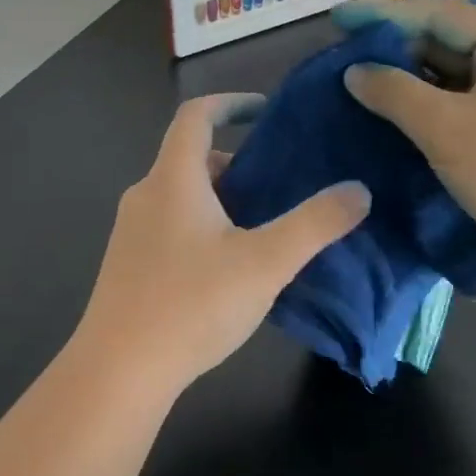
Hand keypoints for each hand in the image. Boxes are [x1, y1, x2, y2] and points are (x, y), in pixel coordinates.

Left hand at [71, 94, 370, 397]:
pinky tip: (228, 268)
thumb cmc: (191, 305)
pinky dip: (203, 225)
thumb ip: (315, 224)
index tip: (264, 111)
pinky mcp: (128, 264)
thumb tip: (358, 190)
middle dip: (237, 163)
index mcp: (173, 179)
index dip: (230, 103)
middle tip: (278, 184)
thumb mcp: (265, 263)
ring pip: (182, 195)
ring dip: (221, 198)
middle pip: (191, 158)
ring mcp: (131, 231)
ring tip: (263, 228)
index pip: (195, 115)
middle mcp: (146, 194)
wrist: (118, 372)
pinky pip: (171, 225)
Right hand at [335, 0, 475, 286]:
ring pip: (443, 81)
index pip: (436, 15)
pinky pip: (452, 110)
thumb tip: (353, 71)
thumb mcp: (447, 127)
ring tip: (348, 85)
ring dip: (400, 84)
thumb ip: (394, 92)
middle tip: (335, 56)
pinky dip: (418, 112)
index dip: (381, 16)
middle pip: (440, 44)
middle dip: (389, 51)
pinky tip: (380, 118)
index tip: (335, 18)